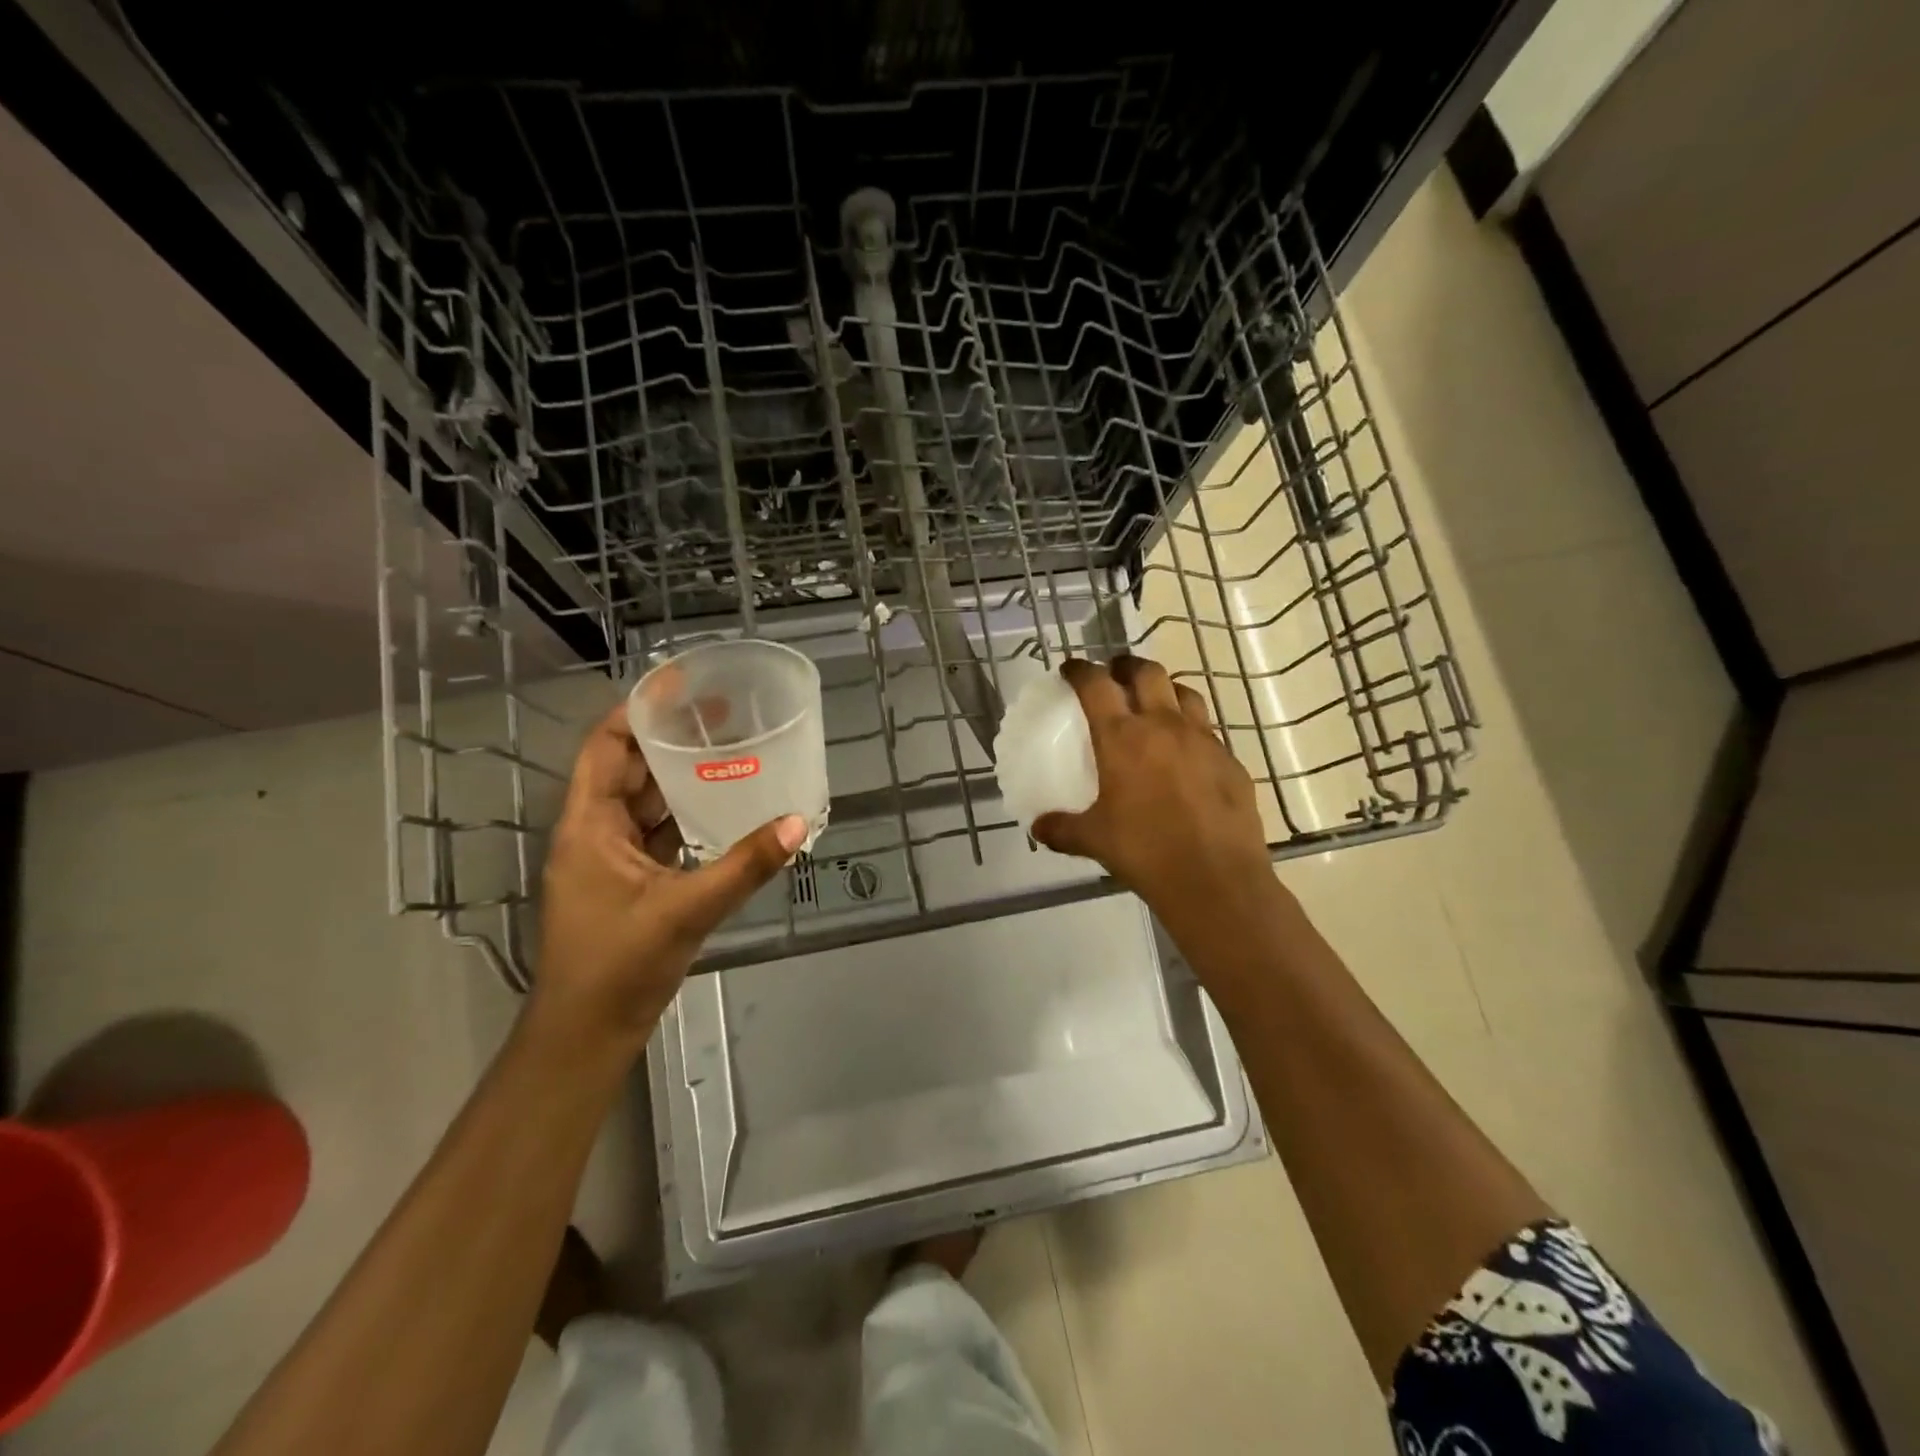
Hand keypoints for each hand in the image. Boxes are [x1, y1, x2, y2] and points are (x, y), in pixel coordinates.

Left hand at [535, 705, 808, 1047]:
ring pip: (644, 802)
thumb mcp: (687, 910)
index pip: (605, 747)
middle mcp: (595, 833)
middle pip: (627, 768)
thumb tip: (798, 823)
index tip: (680, 684)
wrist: (585, 1036)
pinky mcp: (628, 883)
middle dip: (668, 738)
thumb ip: (745, 865)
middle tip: (721, 714)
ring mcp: (610, 860)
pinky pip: (656, 833)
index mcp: (589, 826)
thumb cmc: (619, 967)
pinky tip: (721, 807)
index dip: (637, 710)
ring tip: (726, 750)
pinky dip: (683, 814)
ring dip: (678, 776)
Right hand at [1031, 657, 1276, 932]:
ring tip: (1155, 705)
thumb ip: (1063, 829)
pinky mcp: (1230, 761)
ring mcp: (1203, 740)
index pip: (1096, 685)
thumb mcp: (1094, 840)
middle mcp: (1164, 726)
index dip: (1080, 670)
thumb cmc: (1145, 851)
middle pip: (1147, 672)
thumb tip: (1039, 828)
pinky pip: (1209, 731)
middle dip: (1127, 666)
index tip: (1071, 669)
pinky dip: (1192, 730)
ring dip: (1165, 690)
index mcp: (1123, 737)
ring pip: (1185, 693)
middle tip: (1116, 676)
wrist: (1215, 878)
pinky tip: (1187, 755)